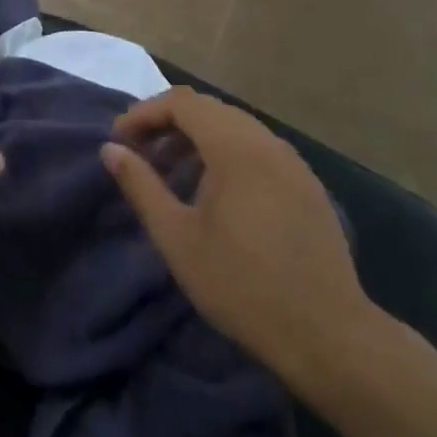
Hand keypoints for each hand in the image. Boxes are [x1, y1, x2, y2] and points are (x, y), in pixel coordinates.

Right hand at [102, 87, 375, 394]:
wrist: (326, 333)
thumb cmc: (240, 285)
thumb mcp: (176, 237)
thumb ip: (141, 186)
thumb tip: (110, 150)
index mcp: (236, 149)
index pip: (182, 103)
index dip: (144, 113)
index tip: (119, 141)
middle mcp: (267, 143)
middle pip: (209, 109)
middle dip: (168, 122)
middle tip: (139, 153)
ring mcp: (293, 162)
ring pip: (235, 127)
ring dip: (197, 137)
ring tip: (170, 171)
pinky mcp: (307, 184)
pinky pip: (258, 148)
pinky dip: (226, 152)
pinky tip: (214, 191)